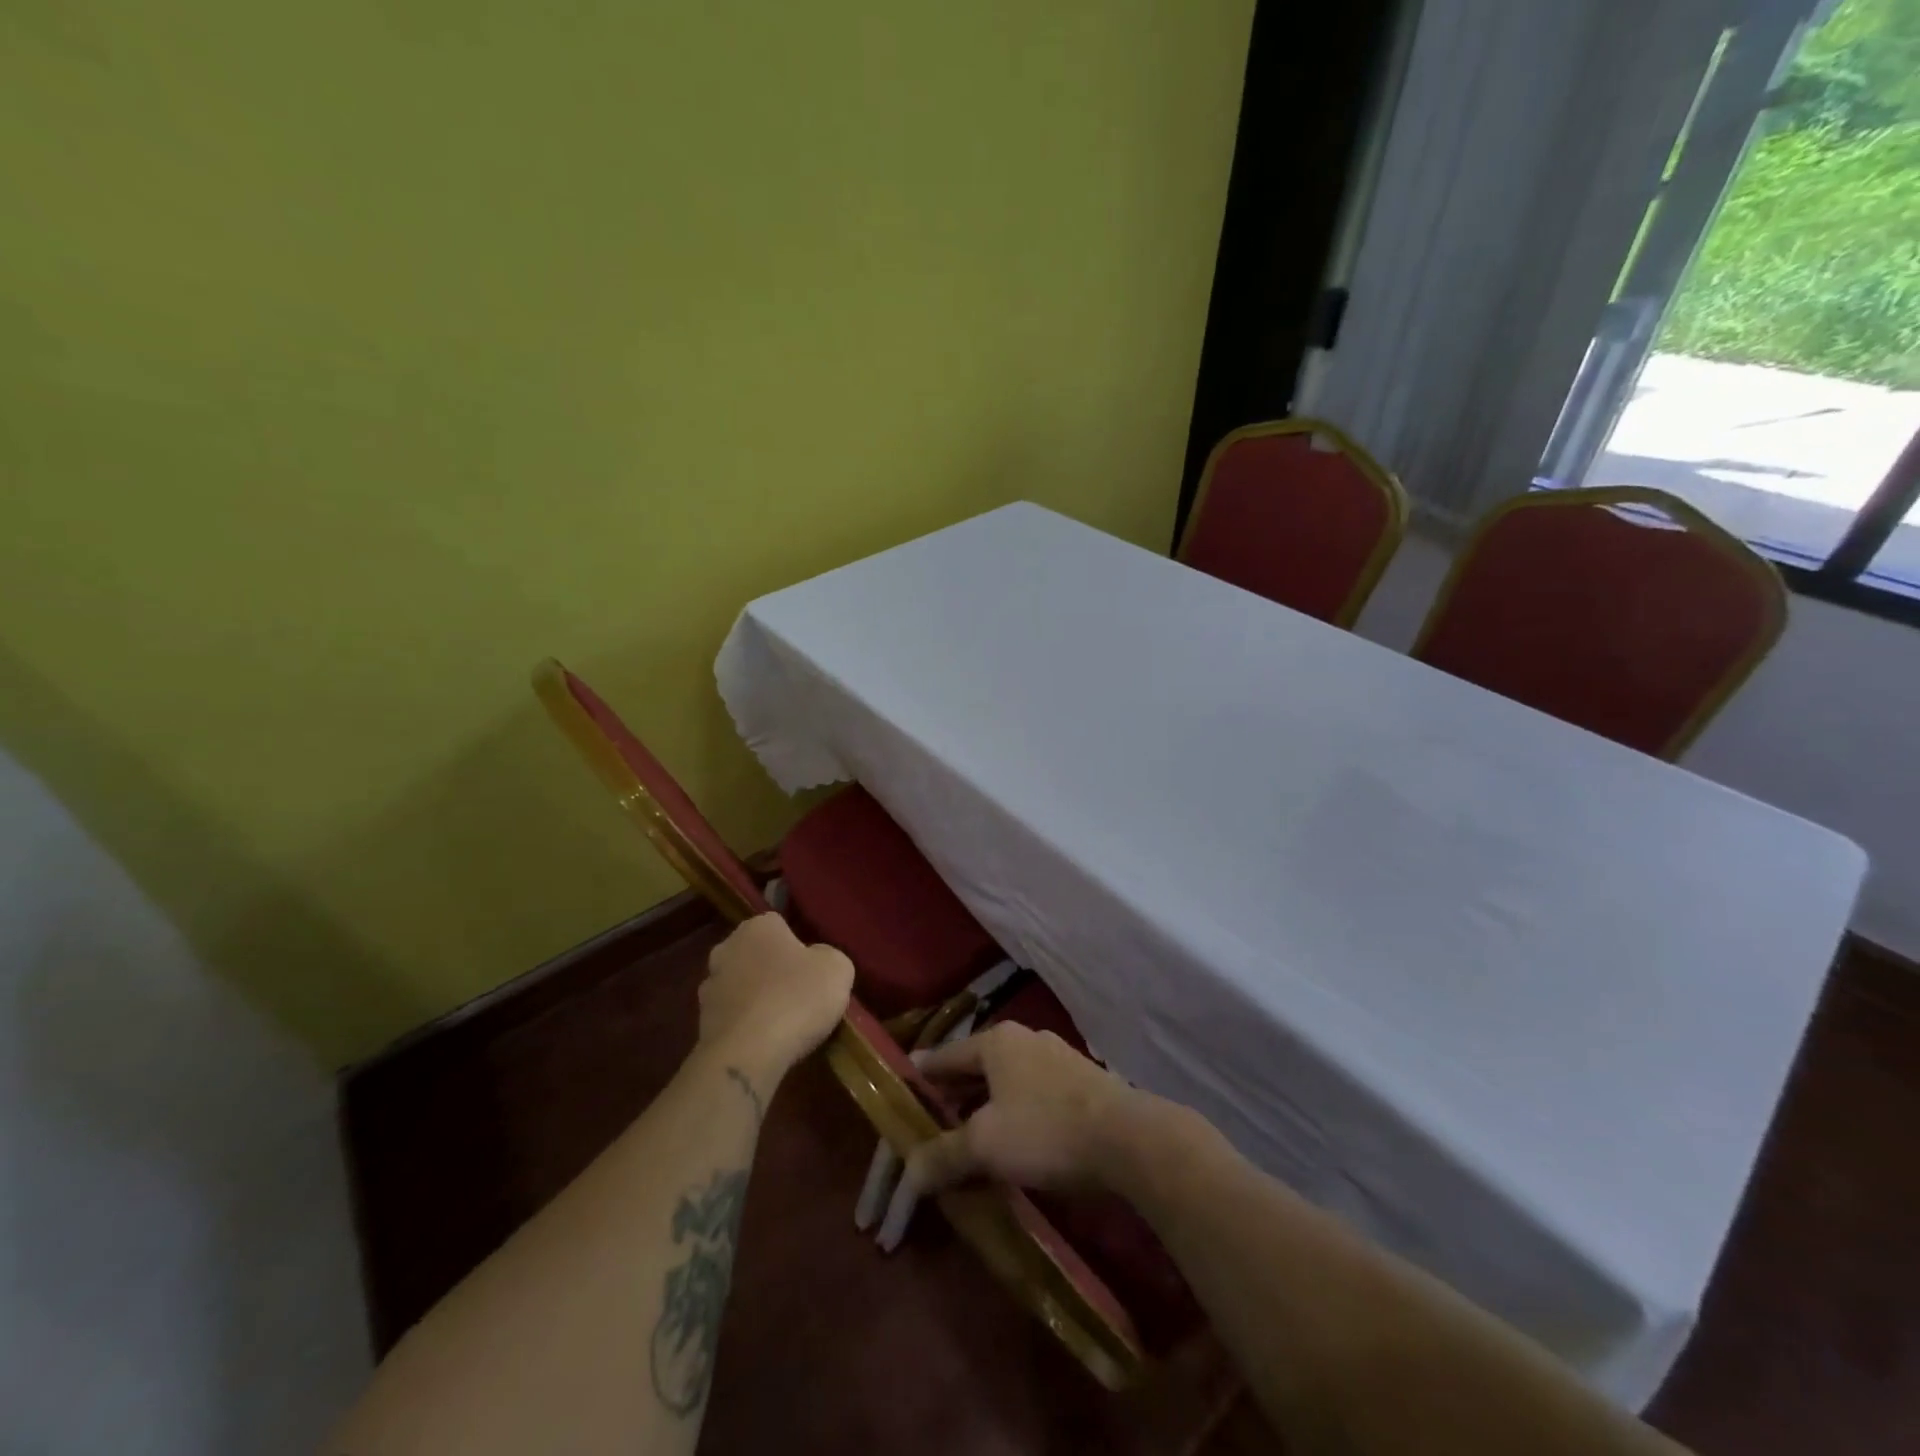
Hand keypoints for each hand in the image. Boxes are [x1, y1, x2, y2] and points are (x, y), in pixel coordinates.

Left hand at [698, 914, 853, 1079]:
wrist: (747, 1055)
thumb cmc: (796, 999)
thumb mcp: (837, 969)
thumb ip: (828, 956)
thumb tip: (816, 961)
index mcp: (757, 927)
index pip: (780, 925)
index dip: (798, 947)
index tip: (813, 969)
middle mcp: (726, 948)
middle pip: (757, 954)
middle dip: (773, 969)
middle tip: (799, 994)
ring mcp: (709, 986)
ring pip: (741, 985)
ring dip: (757, 998)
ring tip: (782, 1024)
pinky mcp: (701, 1022)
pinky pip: (733, 1016)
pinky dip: (746, 1025)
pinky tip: (764, 1042)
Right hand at [903, 1020, 1142, 1195]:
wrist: (1130, 1139)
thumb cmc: (1046, 1129)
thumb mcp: (985, 1145)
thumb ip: (942, 1155)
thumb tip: (906, 1175)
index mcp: (996, 1041)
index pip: (944, 1056)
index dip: (922, 1075)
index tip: (901, 1086)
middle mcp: (1025, 1040)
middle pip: (975, 1067)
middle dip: (953, 1094)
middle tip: (929, 1119)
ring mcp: (1057, 1059)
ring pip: (1006, 1082)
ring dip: (984, 1106)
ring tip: (967, 1134)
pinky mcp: (1081, 1084)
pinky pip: (1031, 1095)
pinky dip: (1013, 1113)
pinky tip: (1012, 1140)